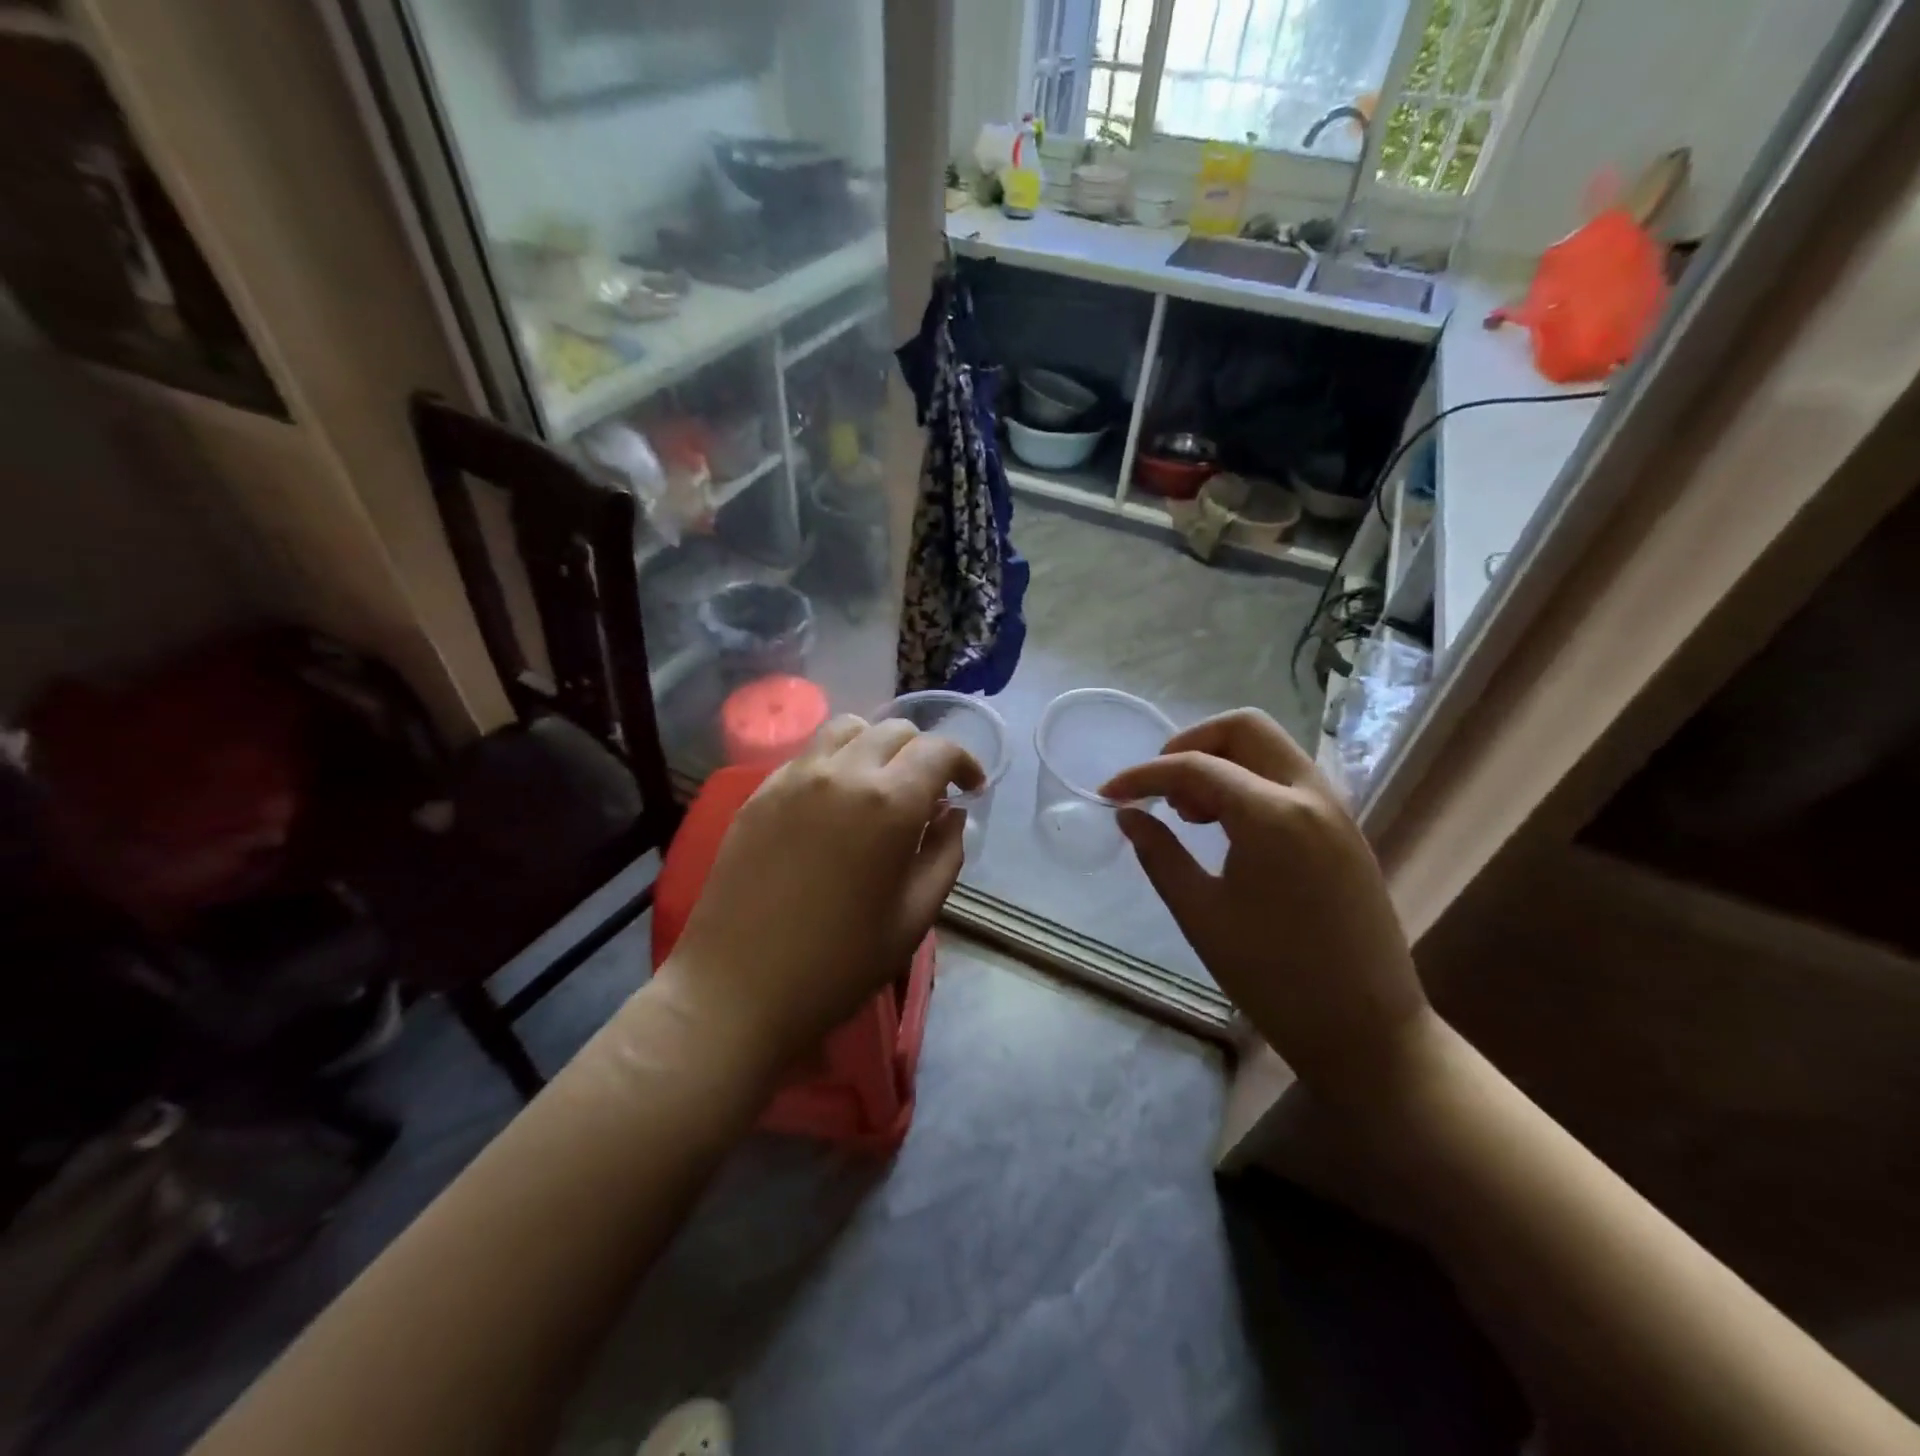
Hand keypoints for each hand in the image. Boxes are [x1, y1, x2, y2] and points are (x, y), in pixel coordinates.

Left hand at [656, 716, 982, 1070]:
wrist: (737, 990)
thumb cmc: (838, 964)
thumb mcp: (915, 918)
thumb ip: (945, 854)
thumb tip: (951, 814)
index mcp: (888, 803)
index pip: (939, 750)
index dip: (964, 763)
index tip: (971, 790)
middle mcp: (842, 773)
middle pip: (895, 731)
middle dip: (923, 754)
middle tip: (927, 795)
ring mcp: (794, 777)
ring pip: (847, 730)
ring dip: (876, 747)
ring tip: (879, 787)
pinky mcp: (760, 792)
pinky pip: (808, 754)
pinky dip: (836, 762)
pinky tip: (833, 805)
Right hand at [1101, 709, 1431, 1101]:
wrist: (1368, 1030)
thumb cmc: (1274, 978)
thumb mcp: (1201, 915)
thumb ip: (1159, 854)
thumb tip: (1129, 814)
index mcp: (1273, 816)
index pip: (1195, 767)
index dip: (1144, 775)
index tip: (1109, 793)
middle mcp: (1311, 795)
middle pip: (1245, 729)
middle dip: (1191, 744)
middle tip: (1161, 789)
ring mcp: (1335, 809)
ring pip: (1271, 749)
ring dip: (1224, 761)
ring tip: (1191, 813)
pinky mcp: (1345, 830)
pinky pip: (1289, 778)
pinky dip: (1251, 781)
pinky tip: (1229, 827)